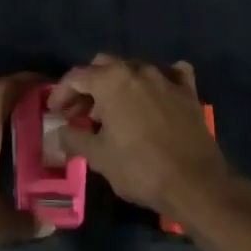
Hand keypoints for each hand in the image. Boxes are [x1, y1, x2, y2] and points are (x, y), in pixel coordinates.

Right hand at [46, 55, 232, 214]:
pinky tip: (155, 95)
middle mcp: (138, 70)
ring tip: (112, 113)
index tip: (55, 112)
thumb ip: (74, 138)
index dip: (60, 93)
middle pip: (103, 66)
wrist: (195, 184)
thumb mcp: (98, 156)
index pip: (76, 76)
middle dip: (88, 87)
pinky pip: (171, 75)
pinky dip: (158, 81)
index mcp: (111, 81)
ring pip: (134, 69)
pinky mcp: (188, 92)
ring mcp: (166, 78)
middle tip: (81, 114)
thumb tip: (60, 132)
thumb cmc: (139, 168)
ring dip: (118, 86)